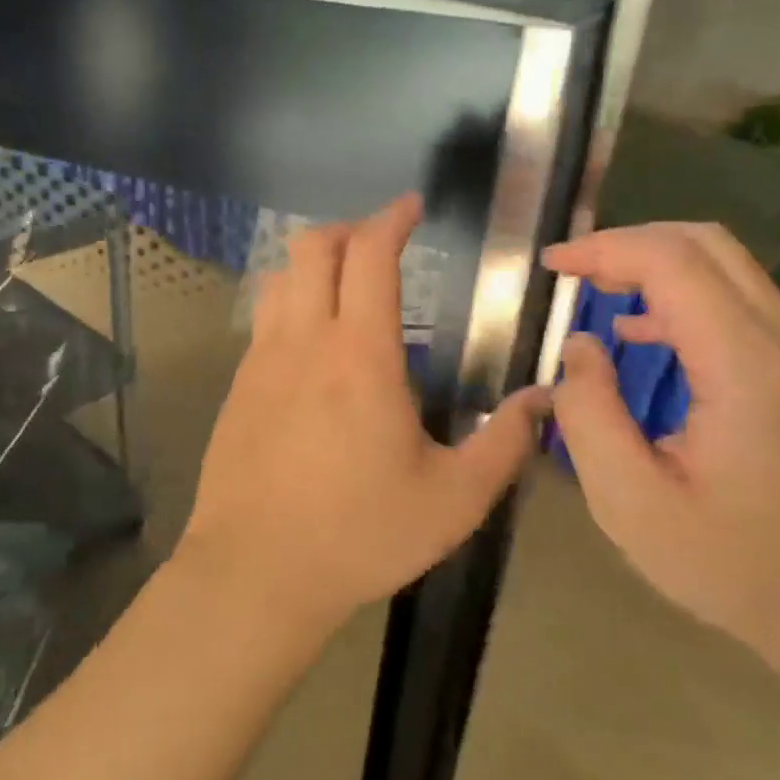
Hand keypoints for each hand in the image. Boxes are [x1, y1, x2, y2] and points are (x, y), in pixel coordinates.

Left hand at [184, 194, 549, 629]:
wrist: (254, 572)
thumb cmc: (359, 534)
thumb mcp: (453, 500)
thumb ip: (504, 444)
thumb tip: (542, 399)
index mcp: (359, 355)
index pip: (368, 255)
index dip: (391, 218)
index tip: (412, 207)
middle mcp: (303, 341)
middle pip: (311, 248)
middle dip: (348, 230)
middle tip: (382, 245)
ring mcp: (260, 362)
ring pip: (279, 279)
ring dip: (313, 265)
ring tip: (346, 288)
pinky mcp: (237, 388)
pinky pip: (263, 322)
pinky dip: (291, 306)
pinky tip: (313, 347)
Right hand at [544, 223, 779, 682]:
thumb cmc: (737, 570)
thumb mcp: (632, 504)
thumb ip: (589, 415)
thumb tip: (581, 348)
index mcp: (746, 370)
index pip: (674, 263)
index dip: (605, 249)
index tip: (552, 265)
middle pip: (708, 246)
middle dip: (630, 244)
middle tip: (572, 270)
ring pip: (728, 270)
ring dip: (656, 266)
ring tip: (596, 291)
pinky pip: (740, 307)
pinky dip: (683, 298)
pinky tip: (643, 334)